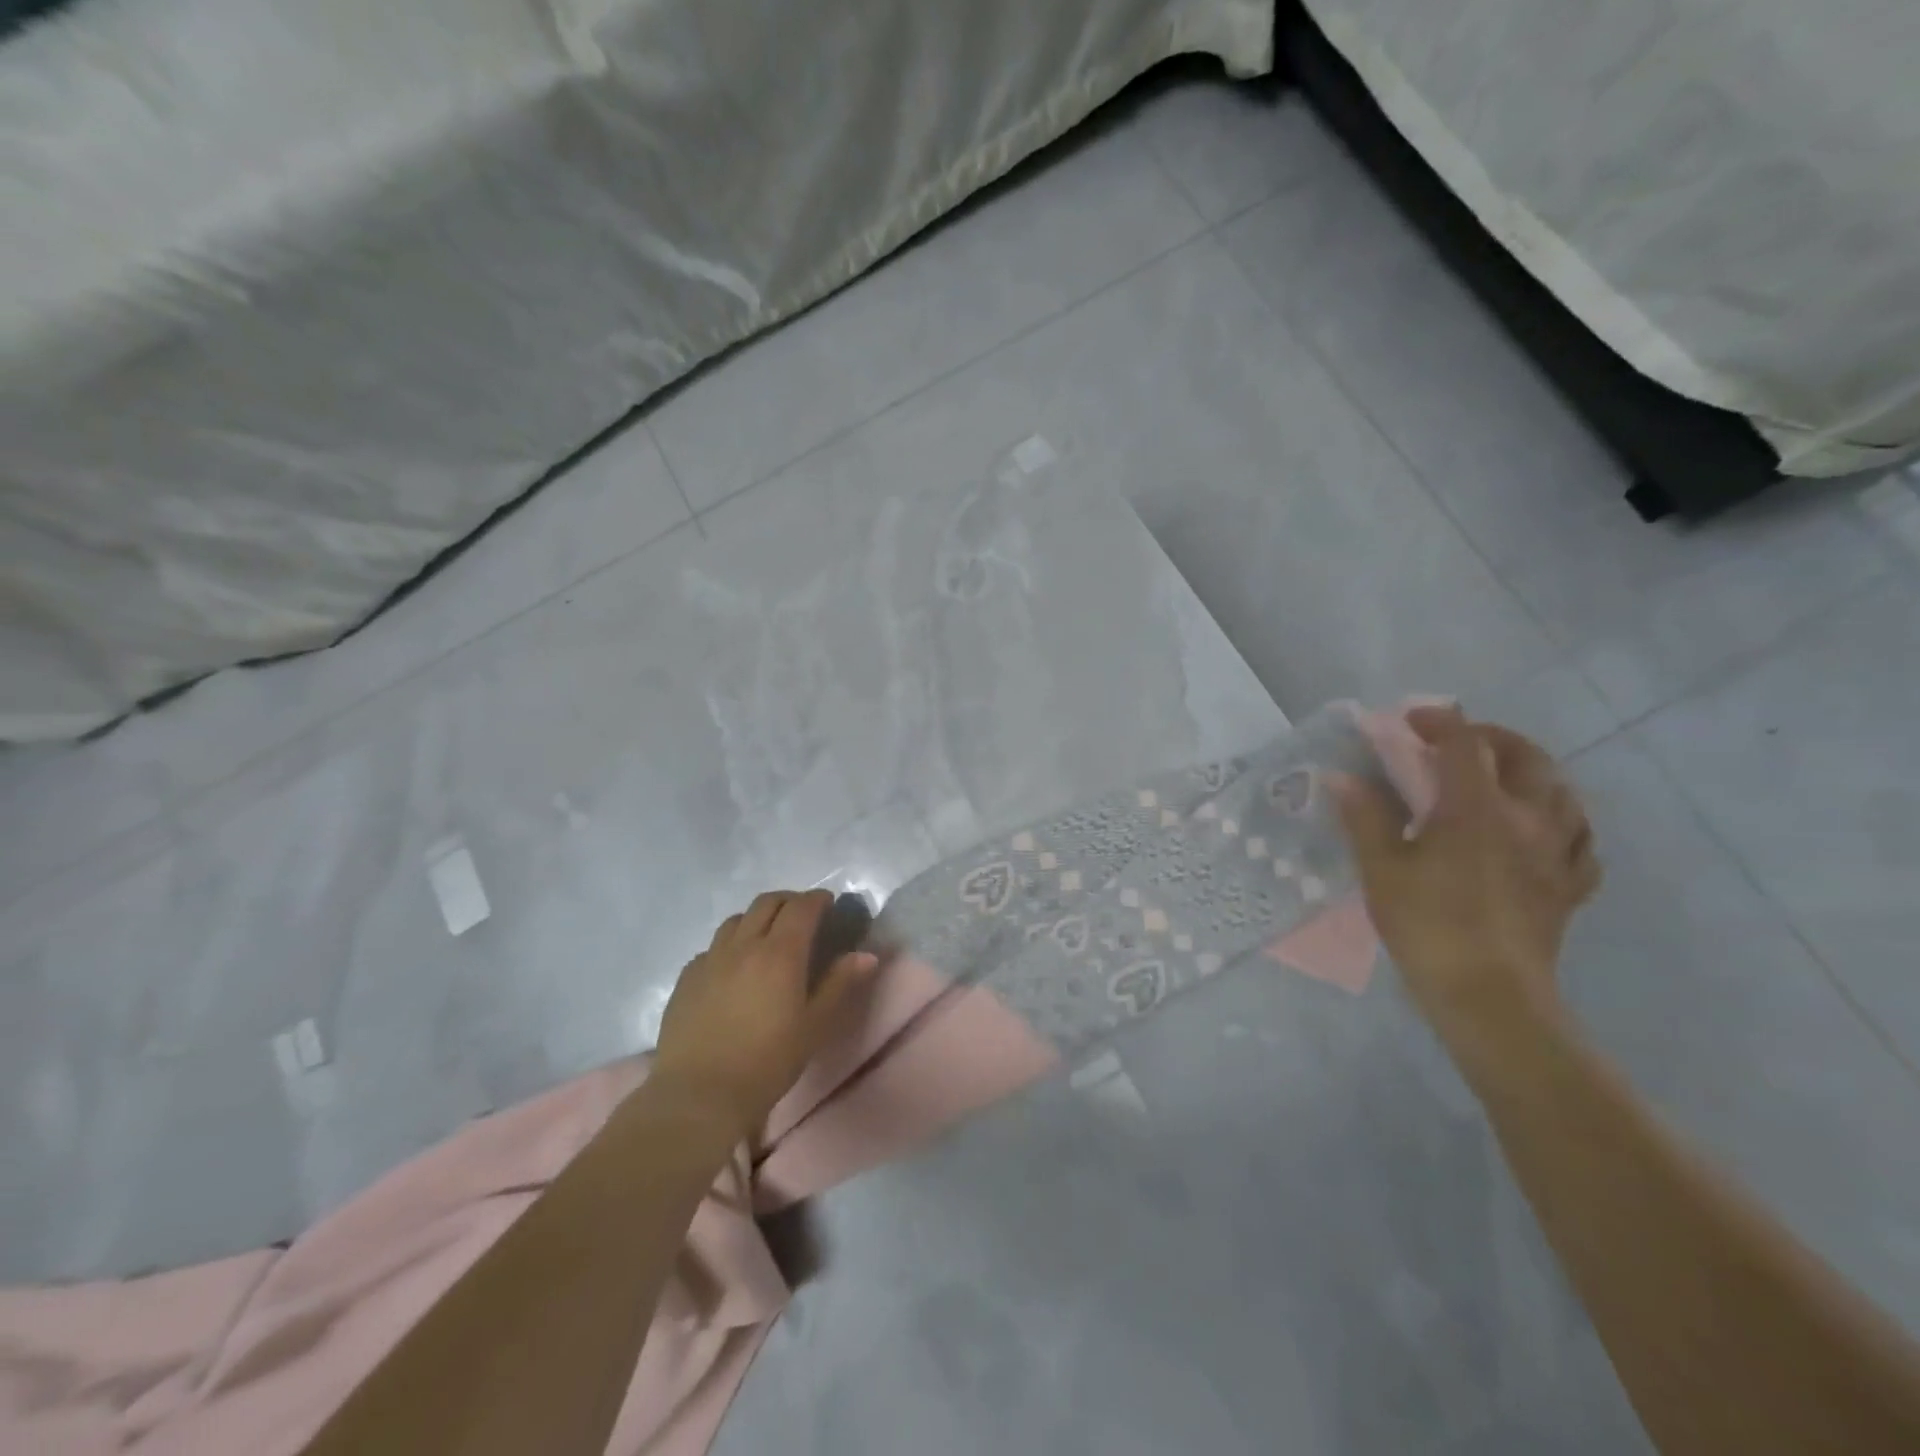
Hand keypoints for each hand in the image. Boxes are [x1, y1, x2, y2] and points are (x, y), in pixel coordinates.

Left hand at [652, 889, 878, 1135]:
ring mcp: (710, 959)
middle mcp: (744, 945)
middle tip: (802, 915)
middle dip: (789, 901)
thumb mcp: (814, 1026)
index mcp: (780, 953)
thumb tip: (866, 954)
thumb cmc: (767, 1062)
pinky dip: (730, 944)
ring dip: (757, 918)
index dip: (817, 899)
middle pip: (767, 903)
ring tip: (767, 937)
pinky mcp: (687, 978)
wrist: (699, 1095)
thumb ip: (840, 984)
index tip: (829, 903)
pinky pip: (712, 947)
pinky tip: (733, 968)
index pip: (801, 907)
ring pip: (736, 920)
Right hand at [1333, 706, 1600, 1057]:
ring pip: (1563, 793)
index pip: (1464, 744)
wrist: (1489, 995)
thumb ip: (1364, 817)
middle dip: (1493, 738)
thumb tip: (1342, 778)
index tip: (1410, 720)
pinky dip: (1561, 822)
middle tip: (1460, 742)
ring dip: (1533, 773)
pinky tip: (1543, 832)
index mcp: (1477, 809)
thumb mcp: (1381, 869)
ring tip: (1504, 778)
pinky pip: (1580, 840)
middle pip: (1526, 757)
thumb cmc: (1428, 925)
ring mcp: (1558, 853)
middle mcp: (1528, 819)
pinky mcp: (1570, 886)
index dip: (1438, 722)